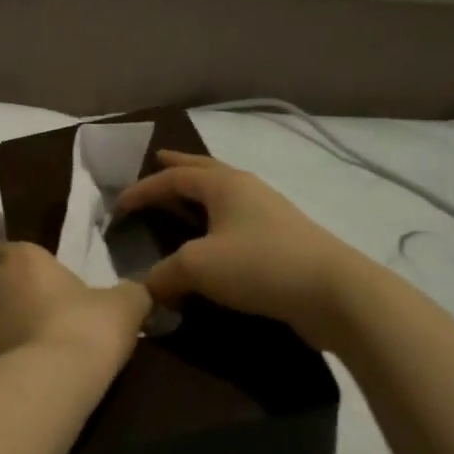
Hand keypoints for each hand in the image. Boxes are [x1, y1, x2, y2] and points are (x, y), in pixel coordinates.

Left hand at [0, 242, 151, 376]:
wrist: (49, 384)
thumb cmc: (85, 329)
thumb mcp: (124, 307)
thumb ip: (128, 293)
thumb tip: (135, 292)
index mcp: (20, 261)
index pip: (3, 249)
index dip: (17, 262)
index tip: (34, 276)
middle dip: (11, 301)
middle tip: (41, 320)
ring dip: (0, 335)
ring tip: (28, 356)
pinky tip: (17, 383)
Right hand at [113, 150, 364, 349]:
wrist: (334, 293)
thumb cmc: (258, 266)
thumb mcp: (197, 267)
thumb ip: (164, 274)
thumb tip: (151, 288)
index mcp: (224, 185)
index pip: (173, 178)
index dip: (143, 189)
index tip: (119, 205)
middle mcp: (247, 190)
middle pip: (205, 169)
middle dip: (178, 165)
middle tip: (157, 159)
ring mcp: (270, 213)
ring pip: (225, 194)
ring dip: (199, 192)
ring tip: (183, 196)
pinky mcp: (283, 241)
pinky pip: (238, 220)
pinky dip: (217, 220)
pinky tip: (214, 237)